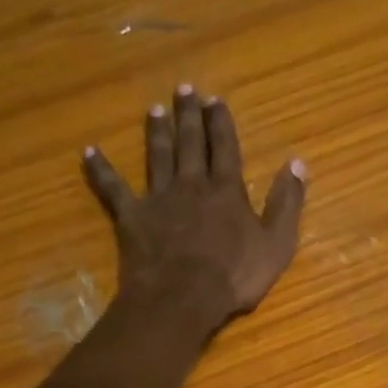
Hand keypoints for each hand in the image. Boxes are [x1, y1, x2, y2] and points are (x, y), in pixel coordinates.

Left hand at [82, 86, 306, 333]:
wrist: (183, 297)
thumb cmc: (235, 276)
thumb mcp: (276, 243)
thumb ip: (286, 203)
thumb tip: (298, 163)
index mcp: (226, 191)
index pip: (224, 148)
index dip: (220, 123)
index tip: (215, 99)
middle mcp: (191, 185)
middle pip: (189, 144)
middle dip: (188, 116)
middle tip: (183, 89)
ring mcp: (158, 199)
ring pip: (157, 157)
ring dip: (156, 132)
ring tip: (154, 110)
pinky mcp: (131, 217)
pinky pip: (113, 188)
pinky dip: (100, 170)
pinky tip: (89, 152)